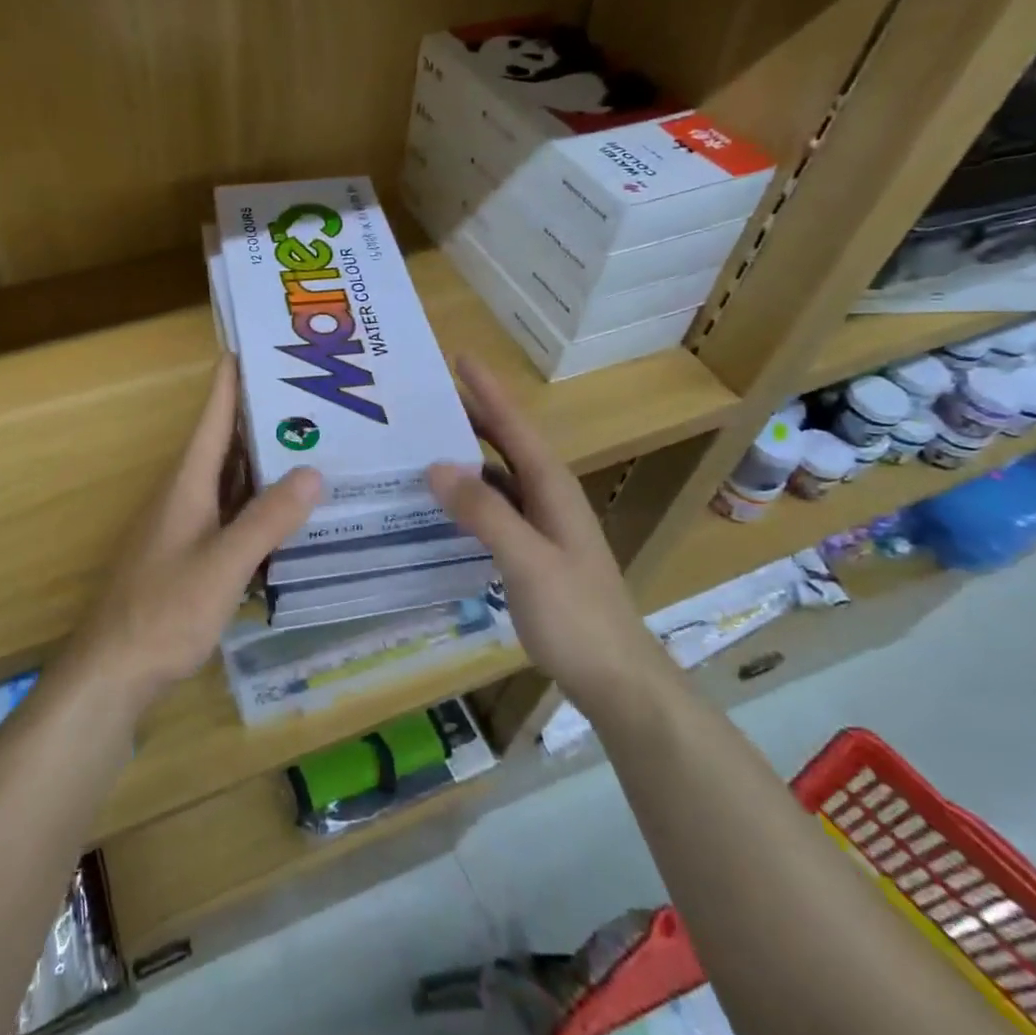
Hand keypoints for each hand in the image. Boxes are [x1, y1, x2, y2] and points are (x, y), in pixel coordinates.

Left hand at [71, 356, 321, 709]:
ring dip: (262, 461)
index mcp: (187, 484)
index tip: (253, 346)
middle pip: (225, 445)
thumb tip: (314, 471)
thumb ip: (267, 520)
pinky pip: (230, 514)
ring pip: (230, 481)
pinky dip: (258, 504)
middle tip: (309, 396)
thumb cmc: (164, 611)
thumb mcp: (223, 564)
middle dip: (261, 417)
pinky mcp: (190, 555)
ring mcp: (185, 527)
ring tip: (310, 443)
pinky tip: (286, 511)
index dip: (230, 381)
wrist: (114, 671)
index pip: (212, 418)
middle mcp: (184, 496)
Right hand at [428, 357, 658, 713]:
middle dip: (470, 416)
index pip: (515, 427)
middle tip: (423, 398)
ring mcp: (540, 526)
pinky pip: (492, 509)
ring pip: (496, 477)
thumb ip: (484, 514)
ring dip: (464, 456)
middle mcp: (546, 497)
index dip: (488, 391)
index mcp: (552, 488)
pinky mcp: (530, 551)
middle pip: (505, 444)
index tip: (459, 357)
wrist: (615, 677)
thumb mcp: (528, 561)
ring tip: (421, 442)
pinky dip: (466, 497)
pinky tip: (439, 504)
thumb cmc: (577, 615)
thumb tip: (436, 466)